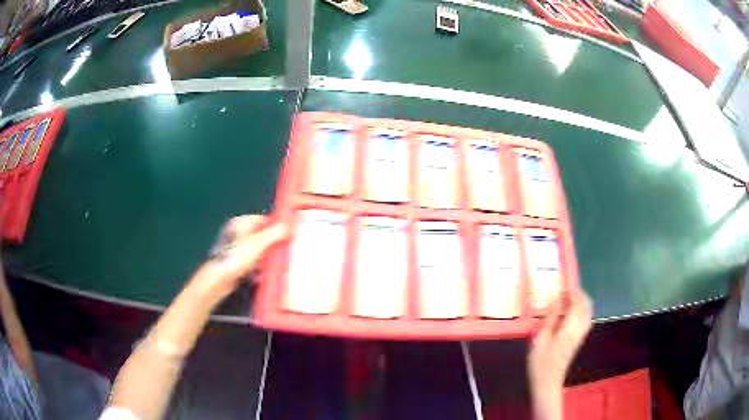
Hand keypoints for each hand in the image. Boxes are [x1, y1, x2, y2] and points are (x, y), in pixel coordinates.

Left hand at [191, 215, 287, 302]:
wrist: (219, 279)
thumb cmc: (237, 257)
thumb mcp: (258, 243)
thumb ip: (274, 234)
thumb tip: (287, 226)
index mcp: (241, 223)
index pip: (263, 220)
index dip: (275, 226)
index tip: (289, 234)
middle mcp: (237, 233)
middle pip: (260, 236)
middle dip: (273, 244)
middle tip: (287, 250)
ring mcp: (235, 249)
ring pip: (256, 250)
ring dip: (267, 257)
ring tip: (279, 264)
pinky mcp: (235, 263)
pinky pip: (251, 262)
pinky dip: (259, 267)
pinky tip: (266, 274)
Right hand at [528, 291, 591, 419]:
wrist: (547, 383)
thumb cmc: (540, 362)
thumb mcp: (540, 339)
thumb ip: (550, 318)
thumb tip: (556, 299)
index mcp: (570, 328)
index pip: (578, 304)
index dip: (573, 293)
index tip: (565, 286)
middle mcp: (579, 330)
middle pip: (587, 308)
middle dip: (581, 296)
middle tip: (569, 290)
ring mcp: (580, 336)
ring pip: (588, 314)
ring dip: (583, 303)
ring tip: (571, 299)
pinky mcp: (578, 341)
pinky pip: (585, 321)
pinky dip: (582, 312)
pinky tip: (572, 313)